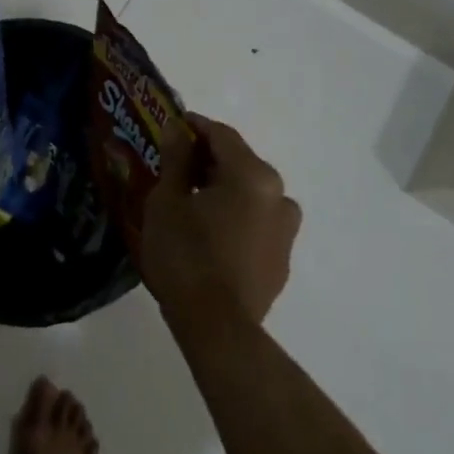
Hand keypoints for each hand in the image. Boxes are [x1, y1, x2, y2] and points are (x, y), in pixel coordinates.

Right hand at [139, 113, 299, 328]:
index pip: (222, 135)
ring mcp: (286, 230)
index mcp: (253, 175)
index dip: (194, 127)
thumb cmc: (185, 255)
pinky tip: (210, 233)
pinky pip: (257, 223)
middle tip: (175, 168)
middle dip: (207, 161)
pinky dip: (235, 217)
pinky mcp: (282, 259)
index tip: (171, 128)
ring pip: (250, 194)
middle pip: (239, 164)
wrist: (216, 326)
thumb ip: (176, 159)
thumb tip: (179, 128)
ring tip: (191, 204)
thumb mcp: (167, 201)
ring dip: (223, 190)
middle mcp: (280, 196)